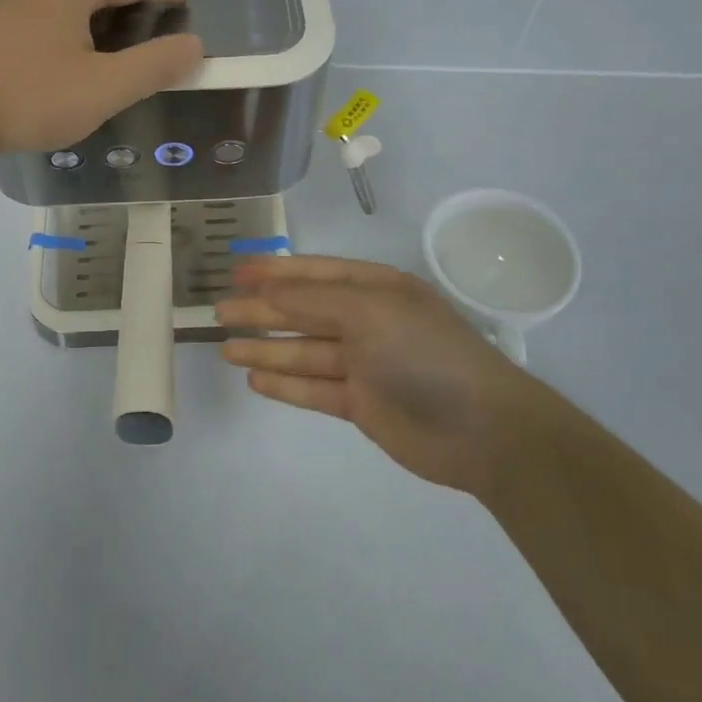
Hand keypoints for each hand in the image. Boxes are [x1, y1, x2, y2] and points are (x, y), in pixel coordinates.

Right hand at [214, 256, 537, 494]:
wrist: (483, 430)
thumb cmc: (424, 353)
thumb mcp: (368, 313)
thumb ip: (312, 302)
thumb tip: (265, 289)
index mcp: (375, 289)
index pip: (314, 274)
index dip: (274, 271)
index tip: (236, 271)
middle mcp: (367, 321)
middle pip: (303, 312)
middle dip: (262, 311)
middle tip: (218, 312)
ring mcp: (364, 365)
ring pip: (304, 351)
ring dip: (266, 348)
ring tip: (225, 348)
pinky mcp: (360, 404)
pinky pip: (313, 388)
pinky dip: (285, 383)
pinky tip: (255, 379)